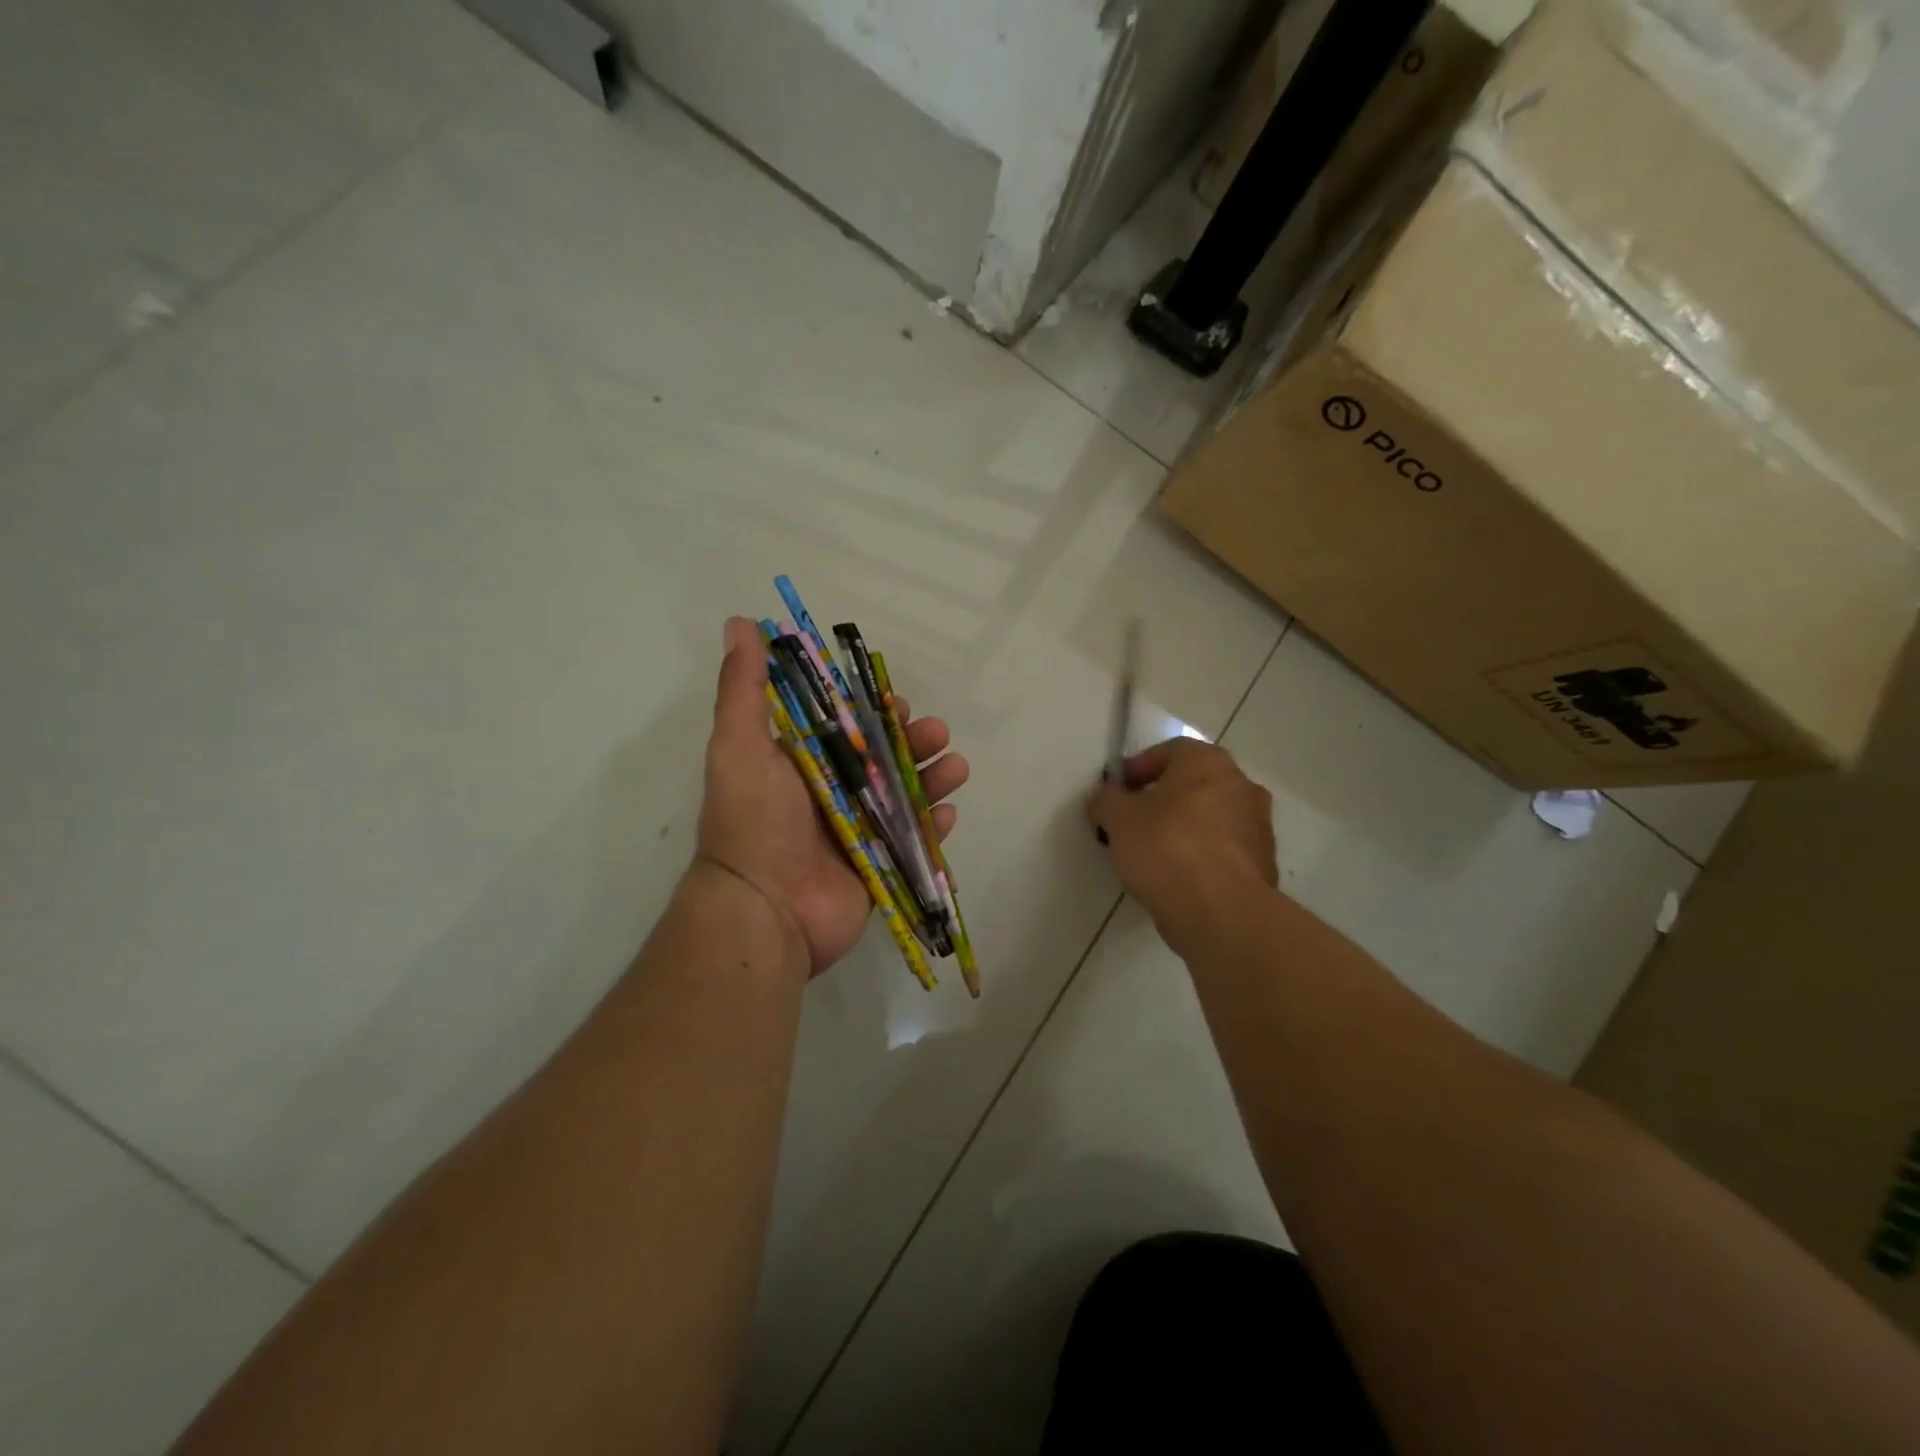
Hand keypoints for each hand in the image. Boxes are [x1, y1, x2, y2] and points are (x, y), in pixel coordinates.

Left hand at [696, 617, 969, 975]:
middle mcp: (828, 795)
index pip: (842, 726)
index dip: (871, 710)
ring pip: (904, 796)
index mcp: (798, 765)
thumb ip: (743, 689)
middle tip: (935, 732)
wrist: (766, 913)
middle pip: (882, 759)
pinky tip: (950, 812)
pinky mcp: (877, 866)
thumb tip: (738, 623)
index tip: (894, 701)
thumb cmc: (754, 823)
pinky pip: (914, 841)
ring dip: (933, 777)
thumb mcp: (740, 747)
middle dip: (912, 741)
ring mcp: (856, 832)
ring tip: (956, 766)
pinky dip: (934, 827)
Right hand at [1087, 738, 1276, 948]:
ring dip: (1184, 828)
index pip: (1169, 751)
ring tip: (1153, 855)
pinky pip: (1222, 850)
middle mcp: (1241, 785)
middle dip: (1162, 799)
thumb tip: (1105, 798)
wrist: (1223, 914)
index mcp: (1208, 762)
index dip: (1138, 769)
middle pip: (1193, 784)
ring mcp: (1259, 825)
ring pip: (1210, 817)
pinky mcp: (1263, 864)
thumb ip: (1106, 800)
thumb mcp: (1119, 820)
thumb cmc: (1168, 850)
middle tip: (1133, 822)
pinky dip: (1202, 856)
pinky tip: (1178, 878)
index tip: (1118, 794)